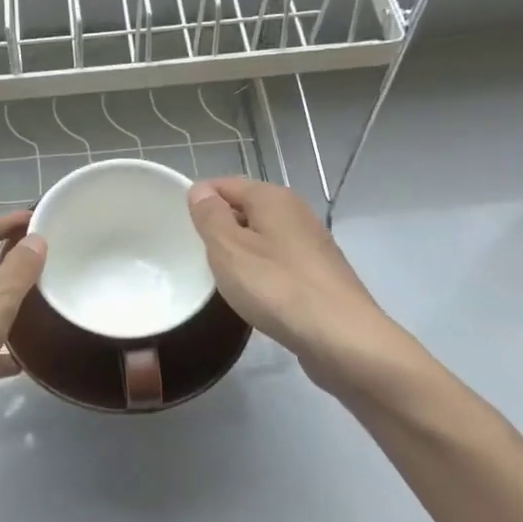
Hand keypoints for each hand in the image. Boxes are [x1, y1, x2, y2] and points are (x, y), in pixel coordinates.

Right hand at [187, 178, 408, 394]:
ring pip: (262, 237)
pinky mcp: (319, 273)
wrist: (341, 337)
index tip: (181, 230)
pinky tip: (255, 296)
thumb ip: (210, 216)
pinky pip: (278, 262)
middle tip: (198, 257)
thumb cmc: (277, 287)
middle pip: (245, 209)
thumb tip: (200, 190)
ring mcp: (311, 243)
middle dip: (220, 229)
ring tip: (223, 279)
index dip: (200, 201)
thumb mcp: (228, 248)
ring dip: (240, 253)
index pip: (225, 184)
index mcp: (273, 198)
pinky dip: (261, 273)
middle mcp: (296, 212)